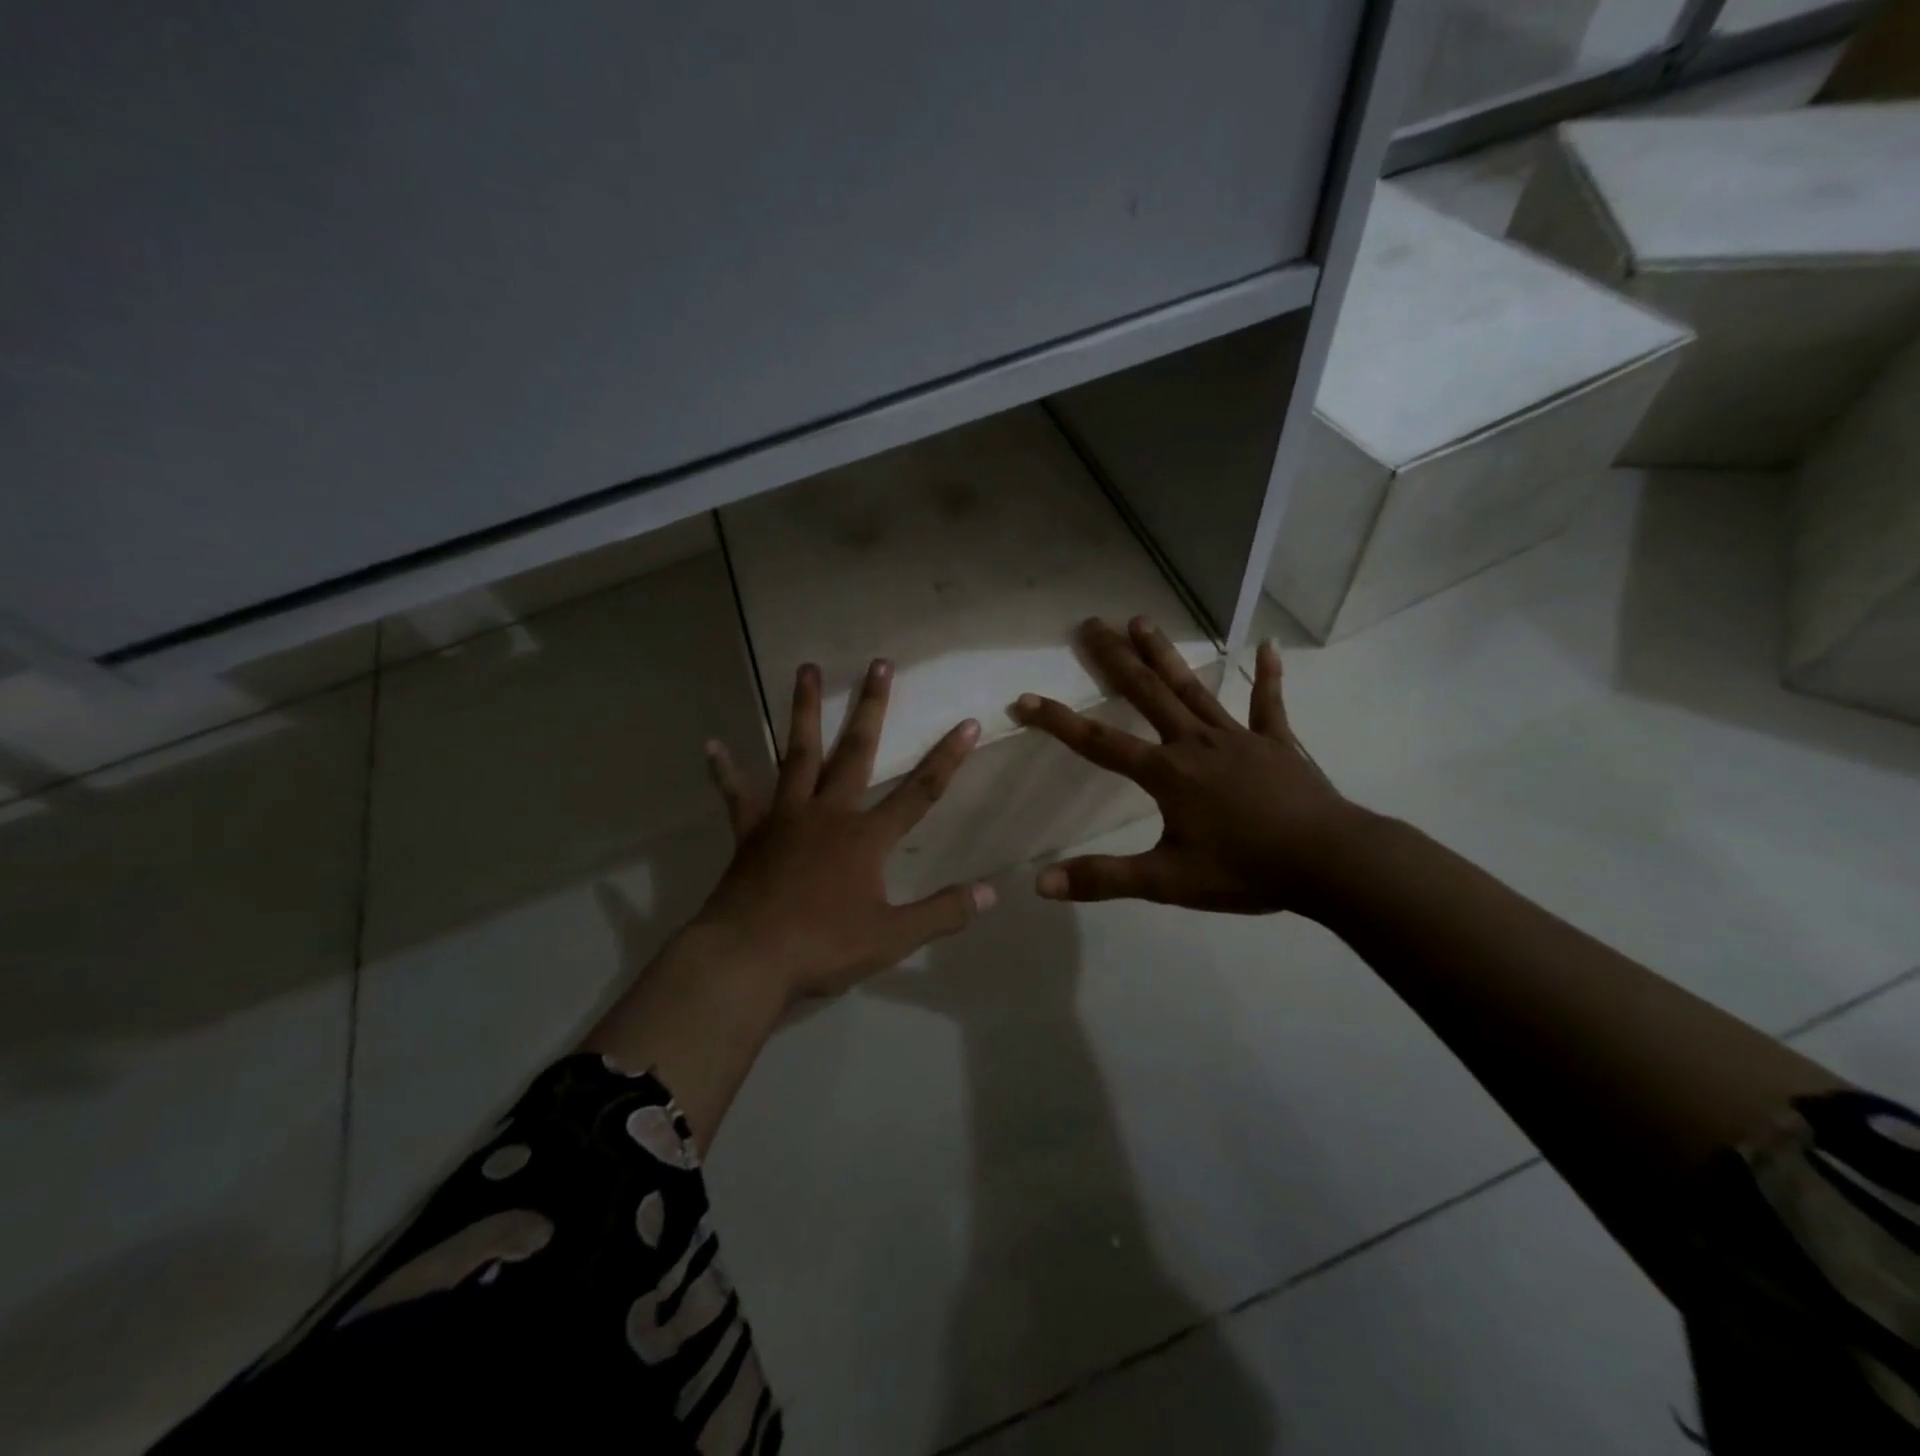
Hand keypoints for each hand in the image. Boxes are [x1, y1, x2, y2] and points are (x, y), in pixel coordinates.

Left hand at [693, 658, 995, 1003]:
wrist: (747, 958)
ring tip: (807, 669)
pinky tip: (711, 746)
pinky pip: (737, 796)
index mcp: (865, 837)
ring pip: (798, 754)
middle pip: (855, 751)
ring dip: (805, 711)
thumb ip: (942, 913)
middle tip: (879, 664)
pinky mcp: (750, 833)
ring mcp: (785, 817)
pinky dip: (725, 771)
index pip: (919, 791)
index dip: (946, 758)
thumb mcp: (892, 937)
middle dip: (871, 707)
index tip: (967, 723)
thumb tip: (990, 893)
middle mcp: (828, 813)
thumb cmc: (823, 946)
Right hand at [1009, 617, 1357, 914]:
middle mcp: (1195, 743)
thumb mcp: (1168, 881)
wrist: (1330, 863)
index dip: (1058, 722)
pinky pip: (1268, 704)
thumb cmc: (1246, 870)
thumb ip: (1104, 878)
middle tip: (1090, 623)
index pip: (1099, 743)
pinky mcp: (1275, 743)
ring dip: (1164, 654)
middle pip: (1146, 693)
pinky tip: (1268, 645)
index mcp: (1167, 773)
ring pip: (1193, 688)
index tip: (1024, 700)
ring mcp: (1237, 737)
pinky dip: (1268, 676)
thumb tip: (1040, 884)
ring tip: (1141, 620)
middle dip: (1114, 659)